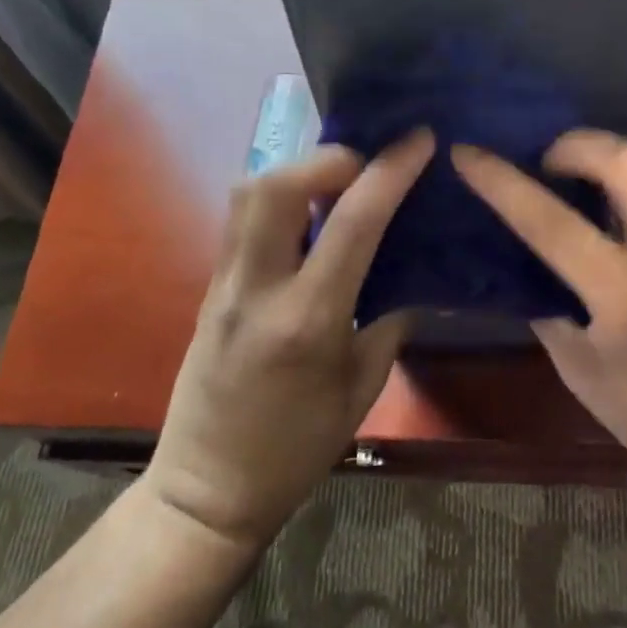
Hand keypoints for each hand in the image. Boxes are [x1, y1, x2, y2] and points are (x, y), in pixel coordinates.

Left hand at [144, 132, 434, 552]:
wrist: (208, 488)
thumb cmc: (296, 449)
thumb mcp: (361, 390)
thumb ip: (388, 323)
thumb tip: (409, 275)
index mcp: (308, 320)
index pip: (352, 222)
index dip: (390, 171)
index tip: (418, 139)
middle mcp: (258, 288)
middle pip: (275, 186)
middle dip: (328, 158)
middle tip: (366, 167)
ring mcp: (224, 284)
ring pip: (247, 195)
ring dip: (296, 172)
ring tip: (337, 185)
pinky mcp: (210, 287)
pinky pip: (241, 221)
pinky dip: (277, 199)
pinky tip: (307, 216)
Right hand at [453, 132, 626, 501]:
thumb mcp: (581, 373)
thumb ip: (550, 307)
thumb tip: (527, 262)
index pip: (551, 222)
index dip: (500, 181)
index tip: (467, 152)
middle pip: (625, 159)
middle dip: (573, 146)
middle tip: (547, 166)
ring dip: (617, 150)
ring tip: (590, 173)